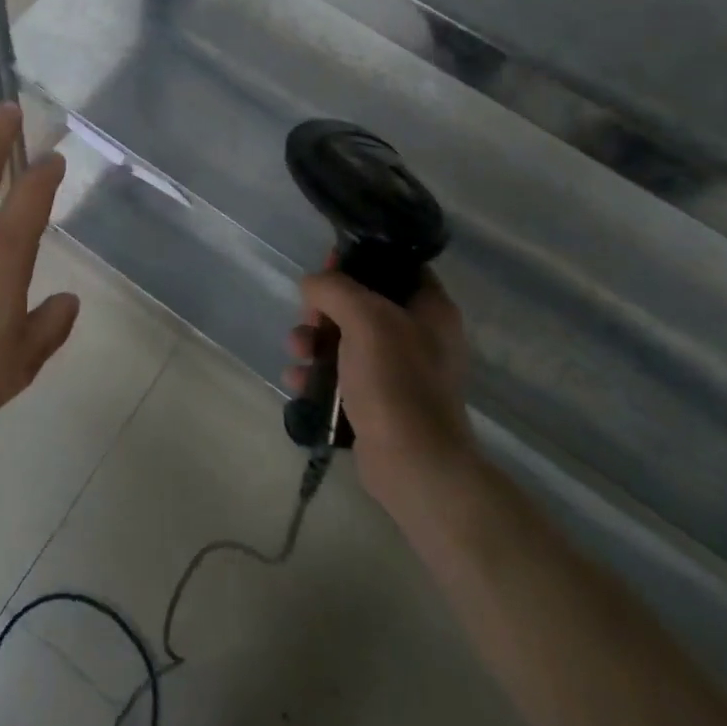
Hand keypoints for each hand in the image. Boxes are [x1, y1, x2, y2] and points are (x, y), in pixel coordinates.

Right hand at [285, 269, 474, 508]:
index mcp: (430, 309)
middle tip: (309, 317)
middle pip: (362, 303)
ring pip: (345, 339)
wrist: (414, 465)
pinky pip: (340, 375)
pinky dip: (317, 374)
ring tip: (296, 351)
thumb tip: (312, 285)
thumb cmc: (396, 381)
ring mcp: (398, 372)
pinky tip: (297, 381)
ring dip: (313, 341)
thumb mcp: (365, 319)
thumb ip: (334, 288)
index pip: (395, 265)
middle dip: (325, 308)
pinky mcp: (378, 402)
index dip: (359, 260)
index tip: (327, 264)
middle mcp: (418, 335)